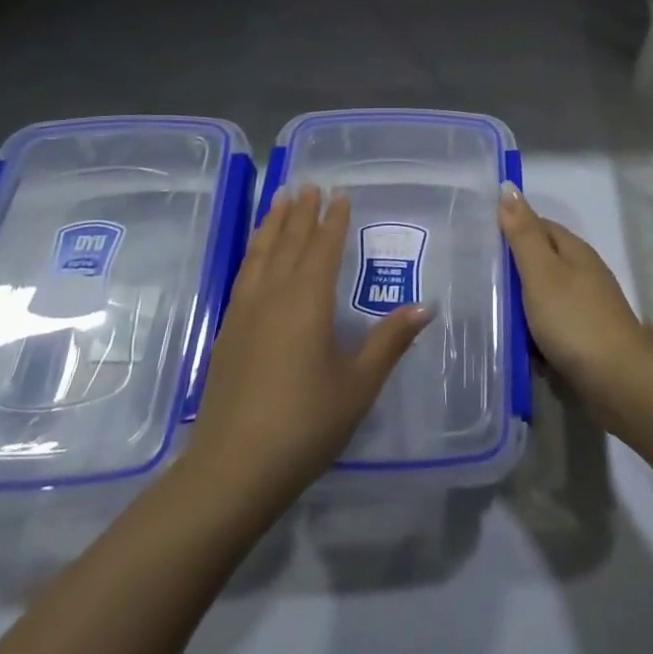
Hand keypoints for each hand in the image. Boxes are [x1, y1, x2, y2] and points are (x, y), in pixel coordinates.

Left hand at [183, 187, 431, 517]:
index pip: (323, 248)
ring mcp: (245, 313)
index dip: (333, 219)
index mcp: (308, 301)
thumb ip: (389, 342)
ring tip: (279, 200)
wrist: (232, 469)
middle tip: (308, 184)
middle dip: (301, 212)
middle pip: (288, 242)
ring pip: (260, 254)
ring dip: (272, 224)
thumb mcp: (358, 385)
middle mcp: (274, 296)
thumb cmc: (305, 424)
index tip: (339, 193)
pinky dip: (253, 253)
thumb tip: (424, 307)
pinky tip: (255, 255)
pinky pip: (244, 275)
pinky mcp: (227, 333)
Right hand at [499, 184, 652, 412]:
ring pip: (545, 297)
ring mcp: (587, 308)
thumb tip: (508, 187)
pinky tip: (515, 343)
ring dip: (521, 304)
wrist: (618, 381)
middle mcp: (584, 274)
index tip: (480, 237)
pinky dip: (534, 332)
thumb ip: (523, 233)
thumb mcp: (541, 272)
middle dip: (513, 269)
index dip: (512, 227)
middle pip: (542, 261)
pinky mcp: (586, 339)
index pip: (540, 225)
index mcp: (575, 251)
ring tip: (487, 311)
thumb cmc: (574, 320)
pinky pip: (551, 327)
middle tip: (475, 277)